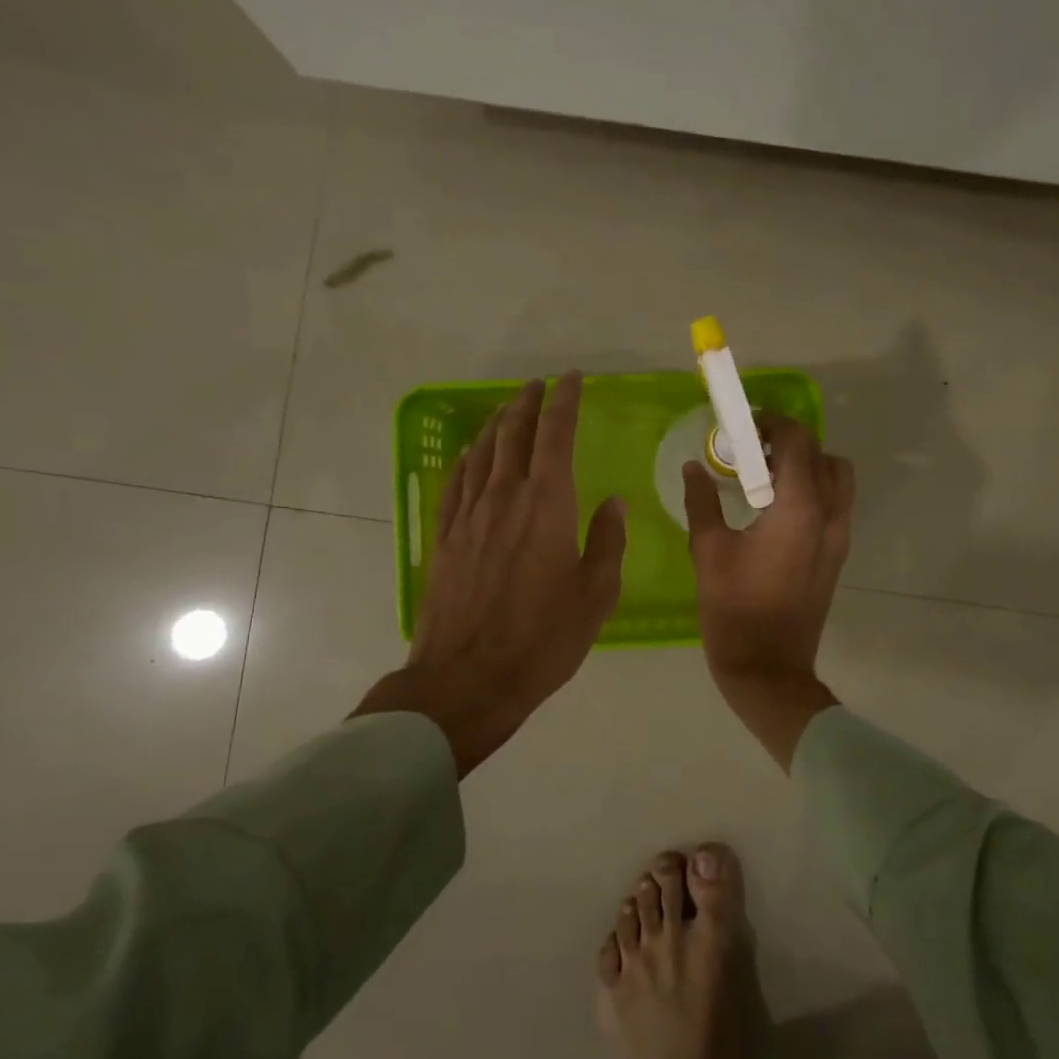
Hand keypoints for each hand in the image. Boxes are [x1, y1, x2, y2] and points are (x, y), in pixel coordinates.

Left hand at [357, 372, 625, 775]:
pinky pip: (456, 482)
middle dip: (527, 404)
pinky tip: (472, 454)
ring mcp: (469, 516)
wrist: (468, 678)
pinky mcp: (446, 537)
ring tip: (509, 409)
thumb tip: (612, 504)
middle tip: (539, 385)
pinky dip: (467, 459)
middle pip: (513, 434)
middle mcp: (504, 497)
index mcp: (547, 505)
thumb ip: (607, 543)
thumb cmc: (543, 639)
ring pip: (482, 452)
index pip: (555, 436)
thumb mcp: (595, 595)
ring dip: (498, 424)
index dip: (563, 402)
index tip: (571, 380)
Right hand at [683, 415, 854, 768]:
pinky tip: (775, 508)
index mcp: (799, 508)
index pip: (798, 441)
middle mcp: (829, 515)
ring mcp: (839, 536)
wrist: (768, 669)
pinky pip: (834, 504)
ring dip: (807, 465)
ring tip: (766, 478)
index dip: (772, 424)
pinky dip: (813, 490)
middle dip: (789, 442)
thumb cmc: (733, 609)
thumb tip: (693, 469)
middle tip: (751, 451)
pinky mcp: (837, 555)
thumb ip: (702, 502)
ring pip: (836, 479)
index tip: (744, 428)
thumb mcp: (708, 551)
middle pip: (822, 454)